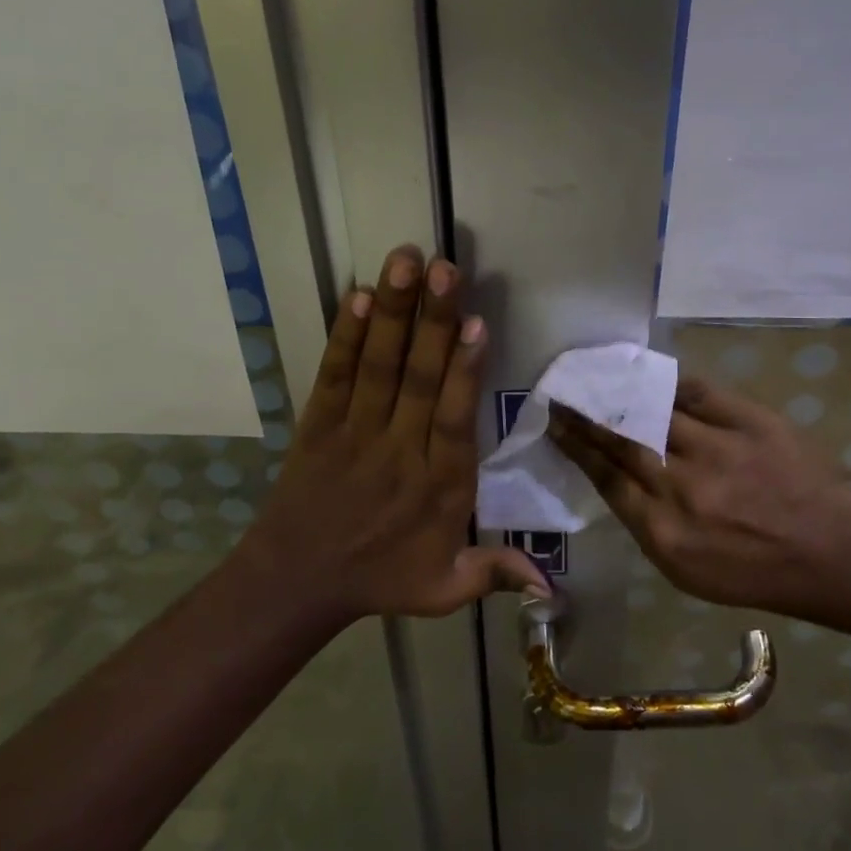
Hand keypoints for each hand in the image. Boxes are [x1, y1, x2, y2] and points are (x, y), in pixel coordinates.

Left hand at [248, 246, 549, 619]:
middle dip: (433, 321)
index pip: (455, 419)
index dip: (465, 371)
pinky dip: (343, 335)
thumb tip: (553, 586)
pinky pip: (334, 374)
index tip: (476, 325)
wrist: (296, 582)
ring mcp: (355, 432)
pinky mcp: (319, 423)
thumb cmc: (380, 579)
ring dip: (392, 312)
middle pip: (419, 379)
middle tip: (445, 268)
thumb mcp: (444, 589)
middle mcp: (399, 449)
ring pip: (378, 365)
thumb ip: (496, 574)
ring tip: (404, 261)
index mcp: (439, 485)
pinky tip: (356, 295)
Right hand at [548, 374, 850, 612]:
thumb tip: (616, 480)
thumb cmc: (752, 572)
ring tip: (597, 378)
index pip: (606, 477)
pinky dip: (671, 382)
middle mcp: (682, 485)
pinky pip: (699, 392)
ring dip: (619, 394)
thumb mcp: (684, 569)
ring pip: (654, 412)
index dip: (576, 447)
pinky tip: (650, 374)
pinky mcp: (749, 421)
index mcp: (663, 529)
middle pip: (622, 441)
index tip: (556, 425)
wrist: (827, 551)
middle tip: (562, 393)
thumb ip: (644, 524)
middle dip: (586, 415)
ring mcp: (717, 448)